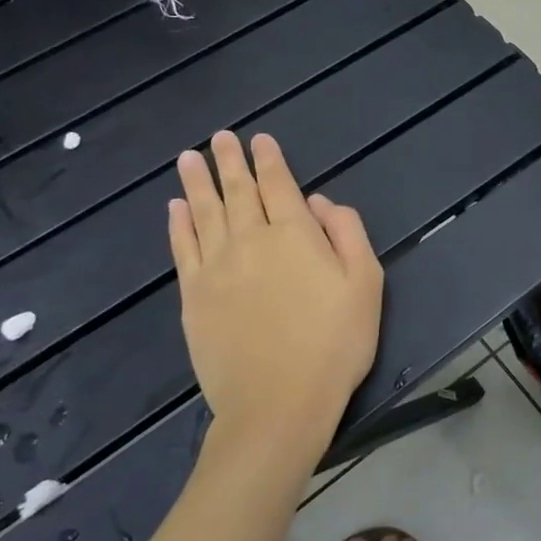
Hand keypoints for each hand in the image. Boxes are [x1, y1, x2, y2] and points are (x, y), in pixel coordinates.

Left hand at [168, 132, 382, 469]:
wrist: (278, 403)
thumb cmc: (335, 343)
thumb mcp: (366, 284)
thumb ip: (347, 233)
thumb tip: (319, 201)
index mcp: (294, 234)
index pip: (278, 184)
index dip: (269, 159)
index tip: (259, 139)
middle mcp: (249, 240)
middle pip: (236, 191)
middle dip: (229, 161)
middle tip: (220, 137)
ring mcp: (215, 268)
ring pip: (203, 212)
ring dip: (196, 181)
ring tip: (188, 157)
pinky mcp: (193, 297)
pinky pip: (182, 248)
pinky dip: (178, 224)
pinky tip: (175, 208)